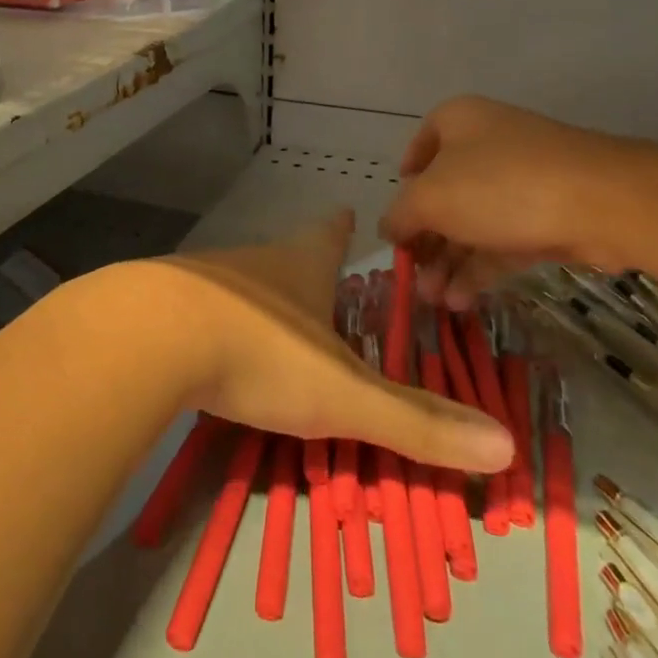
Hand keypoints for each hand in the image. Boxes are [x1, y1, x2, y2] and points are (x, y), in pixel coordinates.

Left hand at [153, 210, 512, 472]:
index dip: (340, 227)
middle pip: (284, 256)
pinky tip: (203, 346)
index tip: (345, 210)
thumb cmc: (262, 352)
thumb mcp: (344, 395)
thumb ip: (416, 423)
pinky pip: (195, 308)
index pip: (328, 236)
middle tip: (314, 278)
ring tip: (266, 319)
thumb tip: (506, 447)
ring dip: (256, 296)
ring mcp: (203, 278)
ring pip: (239, 281)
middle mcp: (254, 263)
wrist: (151, 336)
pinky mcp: (160, 303)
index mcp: (300, 267)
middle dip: (301, 266)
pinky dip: (209, 321)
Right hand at [377, 96, 630, 307]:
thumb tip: (389, 228)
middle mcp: (487, 145)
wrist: (601, 202)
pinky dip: (478, 270)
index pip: (419, 149)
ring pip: (472, 223)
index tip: (397, 221)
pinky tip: (460, 301)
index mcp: (457, 123)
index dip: (404, 186)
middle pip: (444, 194)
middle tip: (411, 277)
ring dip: (448, 263)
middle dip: (425, 240)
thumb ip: (400, 215)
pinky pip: (501, 242)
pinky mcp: (547, 216)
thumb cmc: (499, 185)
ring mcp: (521, 182)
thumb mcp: (430, 198)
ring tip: (433, 301)